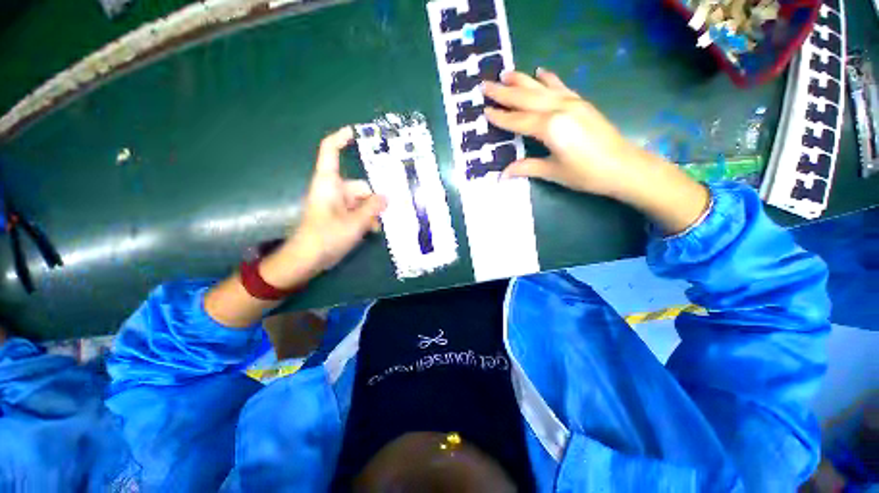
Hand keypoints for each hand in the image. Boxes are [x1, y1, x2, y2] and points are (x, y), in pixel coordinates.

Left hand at [263, 127, 386, 288]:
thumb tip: (386, 197)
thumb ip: (372, 208)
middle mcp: (333, 190)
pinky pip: (357, 211)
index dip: (341, 138)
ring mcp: (337, 204)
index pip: (330, 152)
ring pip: (361, 201)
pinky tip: (372, 231)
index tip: (357, 132)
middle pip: (360, 185)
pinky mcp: (339, 216)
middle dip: (373, 200)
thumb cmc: (326, 236)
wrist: (308, 259)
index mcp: (329, 183)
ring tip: (376, 228)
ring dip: (371, 213)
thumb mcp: (355, 222)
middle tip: (384, 213)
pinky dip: (365, 219)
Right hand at [483, 68, 642, 198]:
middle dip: (504, 92)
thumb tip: (502, 175)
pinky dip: (548, 78)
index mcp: (550, 127)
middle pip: (526, 98)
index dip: (500, 117)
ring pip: (541, 88)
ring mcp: (572, 102)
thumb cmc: (586, 173)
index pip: (518, 120)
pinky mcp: (581, 103)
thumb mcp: (553, 172)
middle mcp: (559, 108)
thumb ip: (526, 168)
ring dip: (521, 80)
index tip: (484, 110)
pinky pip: (560, 86)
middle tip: (485, 85)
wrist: (624, 166)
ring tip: (505, 73)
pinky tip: (539, 71)